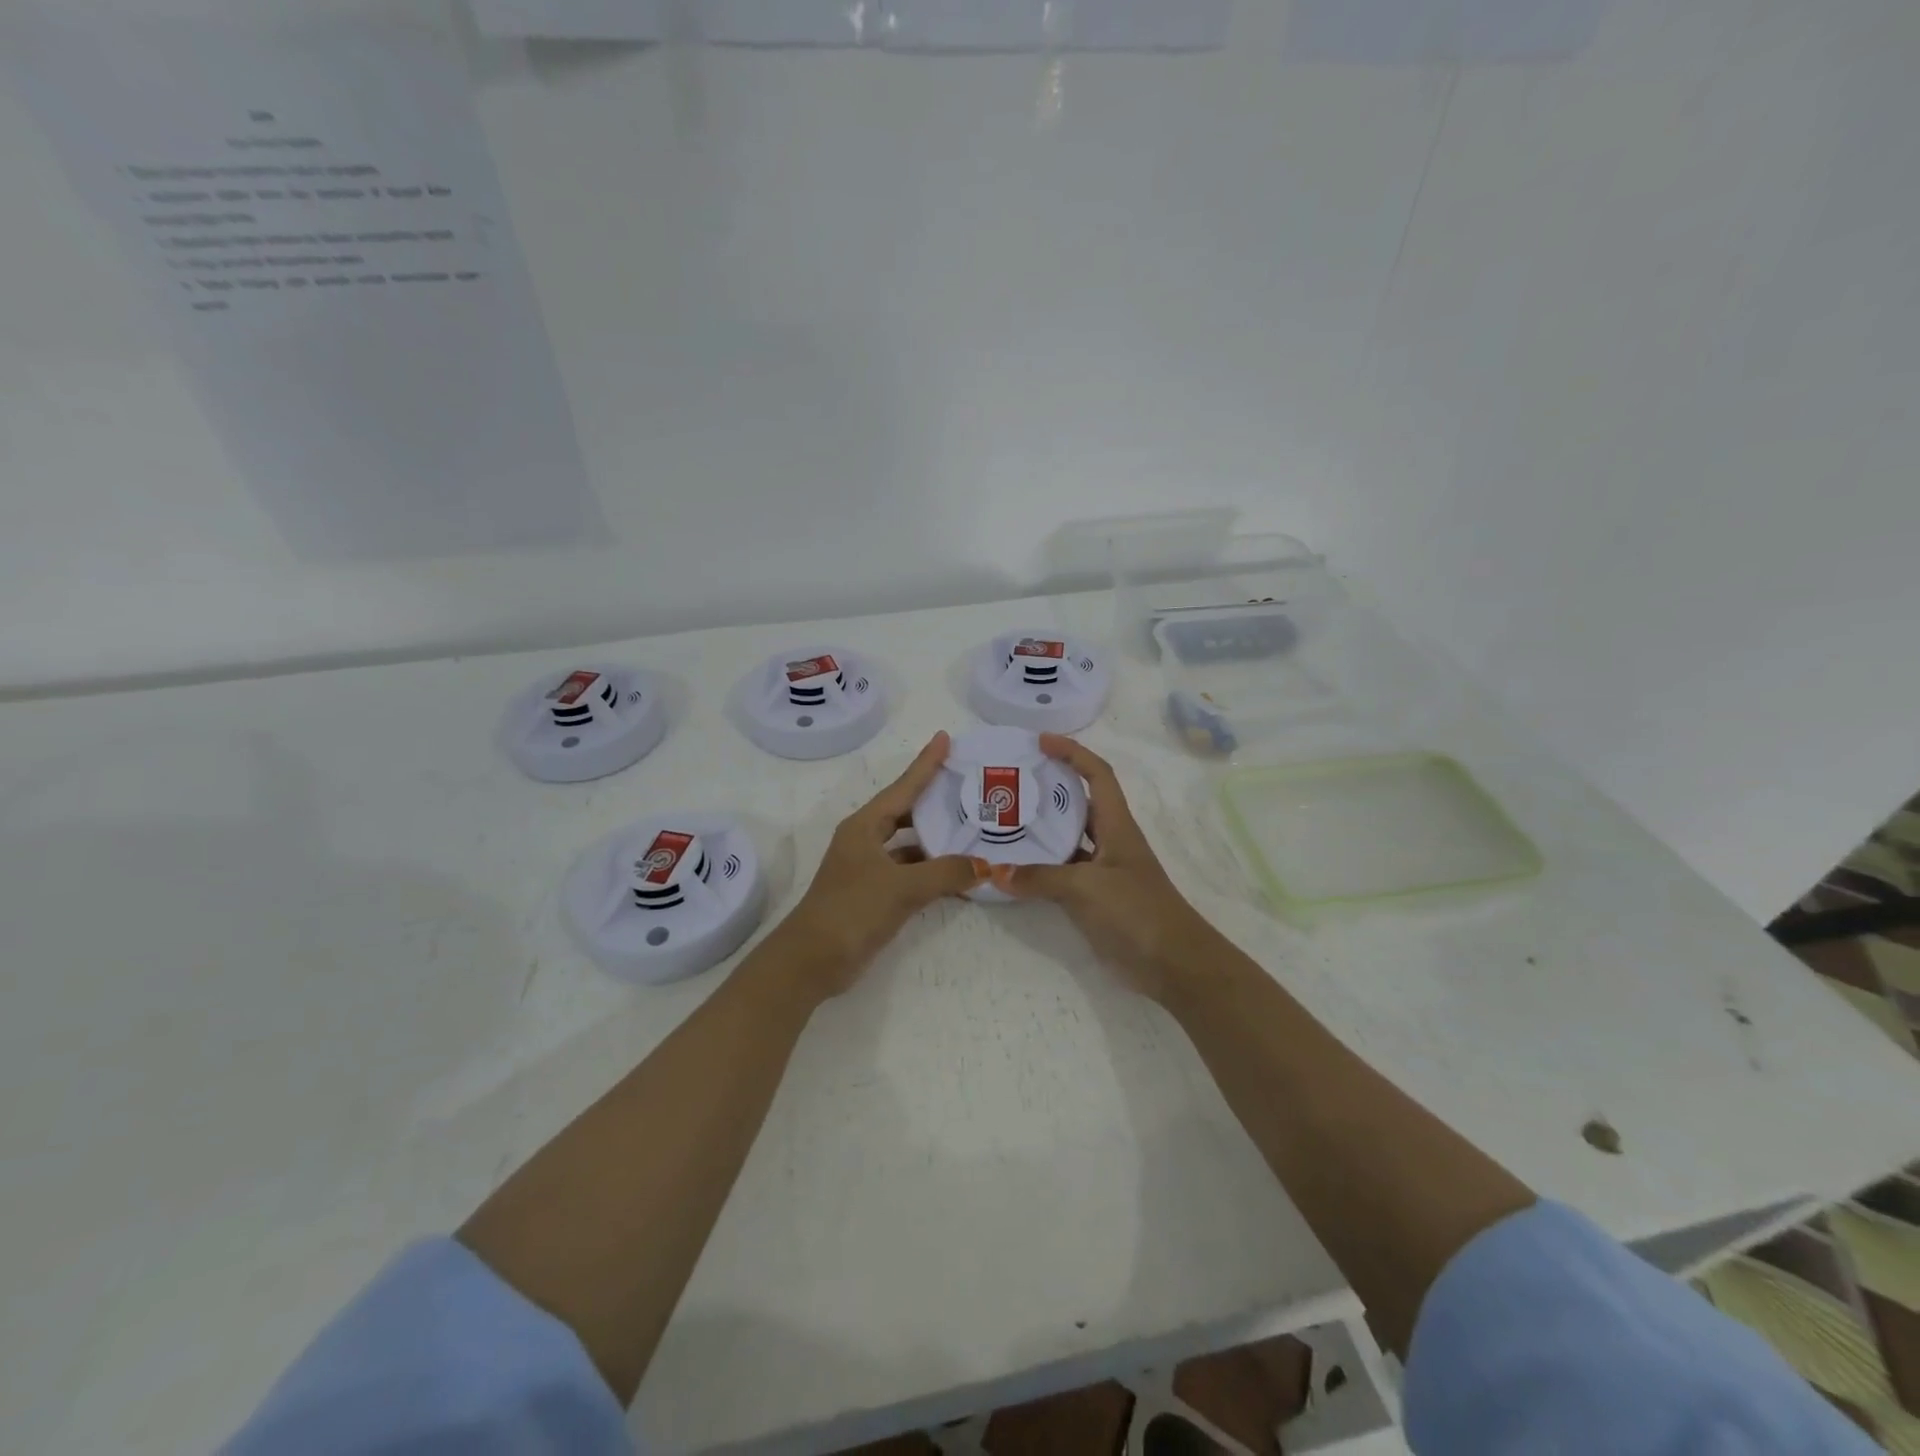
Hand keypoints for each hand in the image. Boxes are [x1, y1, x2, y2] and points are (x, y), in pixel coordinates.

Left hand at [775, 732, 986, 994]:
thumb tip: (986, 866)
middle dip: (934, 799)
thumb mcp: (902, 888)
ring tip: (972, 828)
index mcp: (864, 826)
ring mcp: (867, 868)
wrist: (812, 961)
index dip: (925, 763)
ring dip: (936, 839)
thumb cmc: (852, 910)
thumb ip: (946, 873)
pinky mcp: (873, 893)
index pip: (903, 787)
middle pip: (905, 811)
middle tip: (968, 785)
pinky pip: (909, 871)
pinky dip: (930, 870)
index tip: (944, 738)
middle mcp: (865, 840)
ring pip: (908, 844)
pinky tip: (957, 873)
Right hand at [991, 734, 1219, 1001]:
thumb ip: (1041, 878)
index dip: (1072, 752)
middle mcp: (1110, 841)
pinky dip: (1039, 869)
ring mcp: (1102, 871)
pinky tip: (1012, 870)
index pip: (1097, 775)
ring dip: (1039, 830)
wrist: (1174, 965)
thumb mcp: (1088, 889)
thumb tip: (996, 873)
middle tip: (1008, 783)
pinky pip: (1061, 873)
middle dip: (1048, 788)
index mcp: (1117, 825)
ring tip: (1000, 821)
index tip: (1041, 742)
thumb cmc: (1139, 912)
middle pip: (1078, 803)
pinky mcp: (1095, 899)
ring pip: (1067, 839)